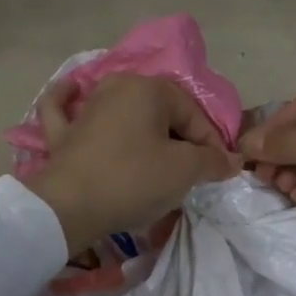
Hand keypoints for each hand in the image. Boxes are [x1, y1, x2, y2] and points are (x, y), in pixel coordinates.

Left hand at [25, 74, 236, 253]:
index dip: (211, 144)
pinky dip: (70, 102)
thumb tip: (233, 160)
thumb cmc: (133, 180)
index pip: (193, 114)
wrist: (70, 206)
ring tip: (156, 156)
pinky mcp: (62, 134)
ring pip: (121, 111)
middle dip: (179, 139)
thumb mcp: (184, 171)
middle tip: (190, 173)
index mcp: (148, 88)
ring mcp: (85, 109)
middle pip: (160, 113)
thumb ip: (212, 161)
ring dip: (141, 129)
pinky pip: (67, 111)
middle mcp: (115, 88)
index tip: (217, 172)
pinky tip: (74, 92)